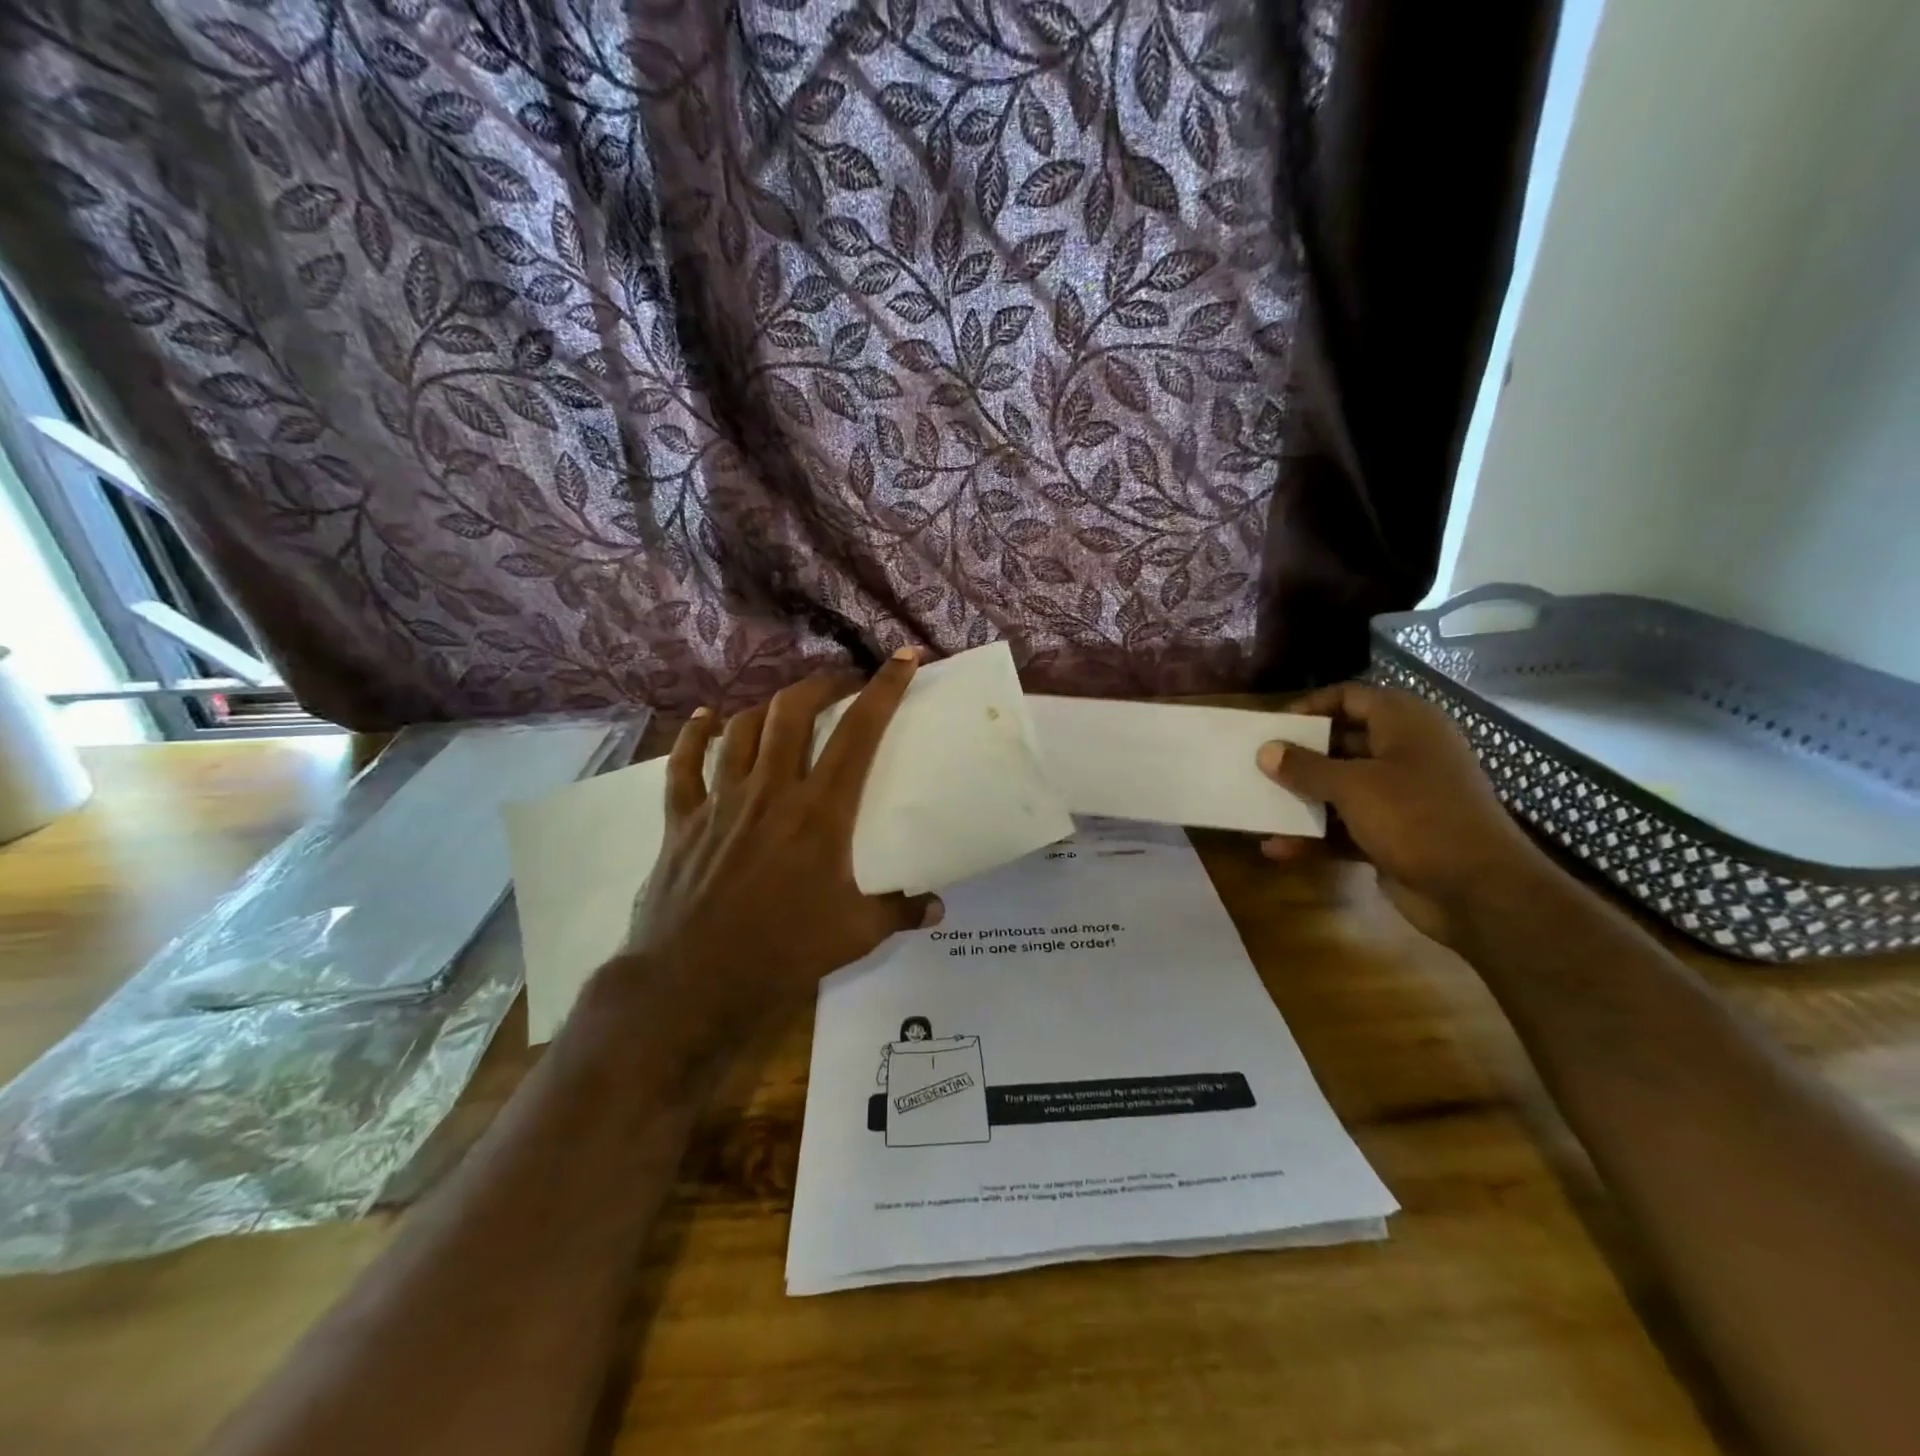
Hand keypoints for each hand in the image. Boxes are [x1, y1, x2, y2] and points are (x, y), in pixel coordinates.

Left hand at [600, 648, 941, 1051]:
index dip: (884, 689)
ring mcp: (722, 800)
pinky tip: (706, 719)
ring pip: (743, 728)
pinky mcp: (684, 819)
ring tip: (787, 707)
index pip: (859, 733)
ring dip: (769, 707)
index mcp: (820, 812)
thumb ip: (900, 912)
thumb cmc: (782, 953)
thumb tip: (937, 906)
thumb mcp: (855, 935)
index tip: (904, 659)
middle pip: (794, 711)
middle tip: (841, 684)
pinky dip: (695, 735)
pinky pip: (685, 764)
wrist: (693, 981)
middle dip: (822, 685)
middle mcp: (771, 790)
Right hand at [1256, 683, 1554, 944]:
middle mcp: (1404, 754)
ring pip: (1340, 788)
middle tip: (1257, 764)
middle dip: (1299, 756)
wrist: (1478, 891)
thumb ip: (1304, 767)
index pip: (1351, 697)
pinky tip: (1277, 848)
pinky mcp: (1393, 835)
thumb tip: (1266, 751)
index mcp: (1405, 725)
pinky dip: (1315, 837)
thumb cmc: (1416, 817)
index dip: (1311, 706)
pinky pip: (1345, 828)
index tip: (1273, 726)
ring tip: (1259, 806)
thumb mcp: (1352, 786)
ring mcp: (1400, 797)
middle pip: (1341, 744)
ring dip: (1301, 799)